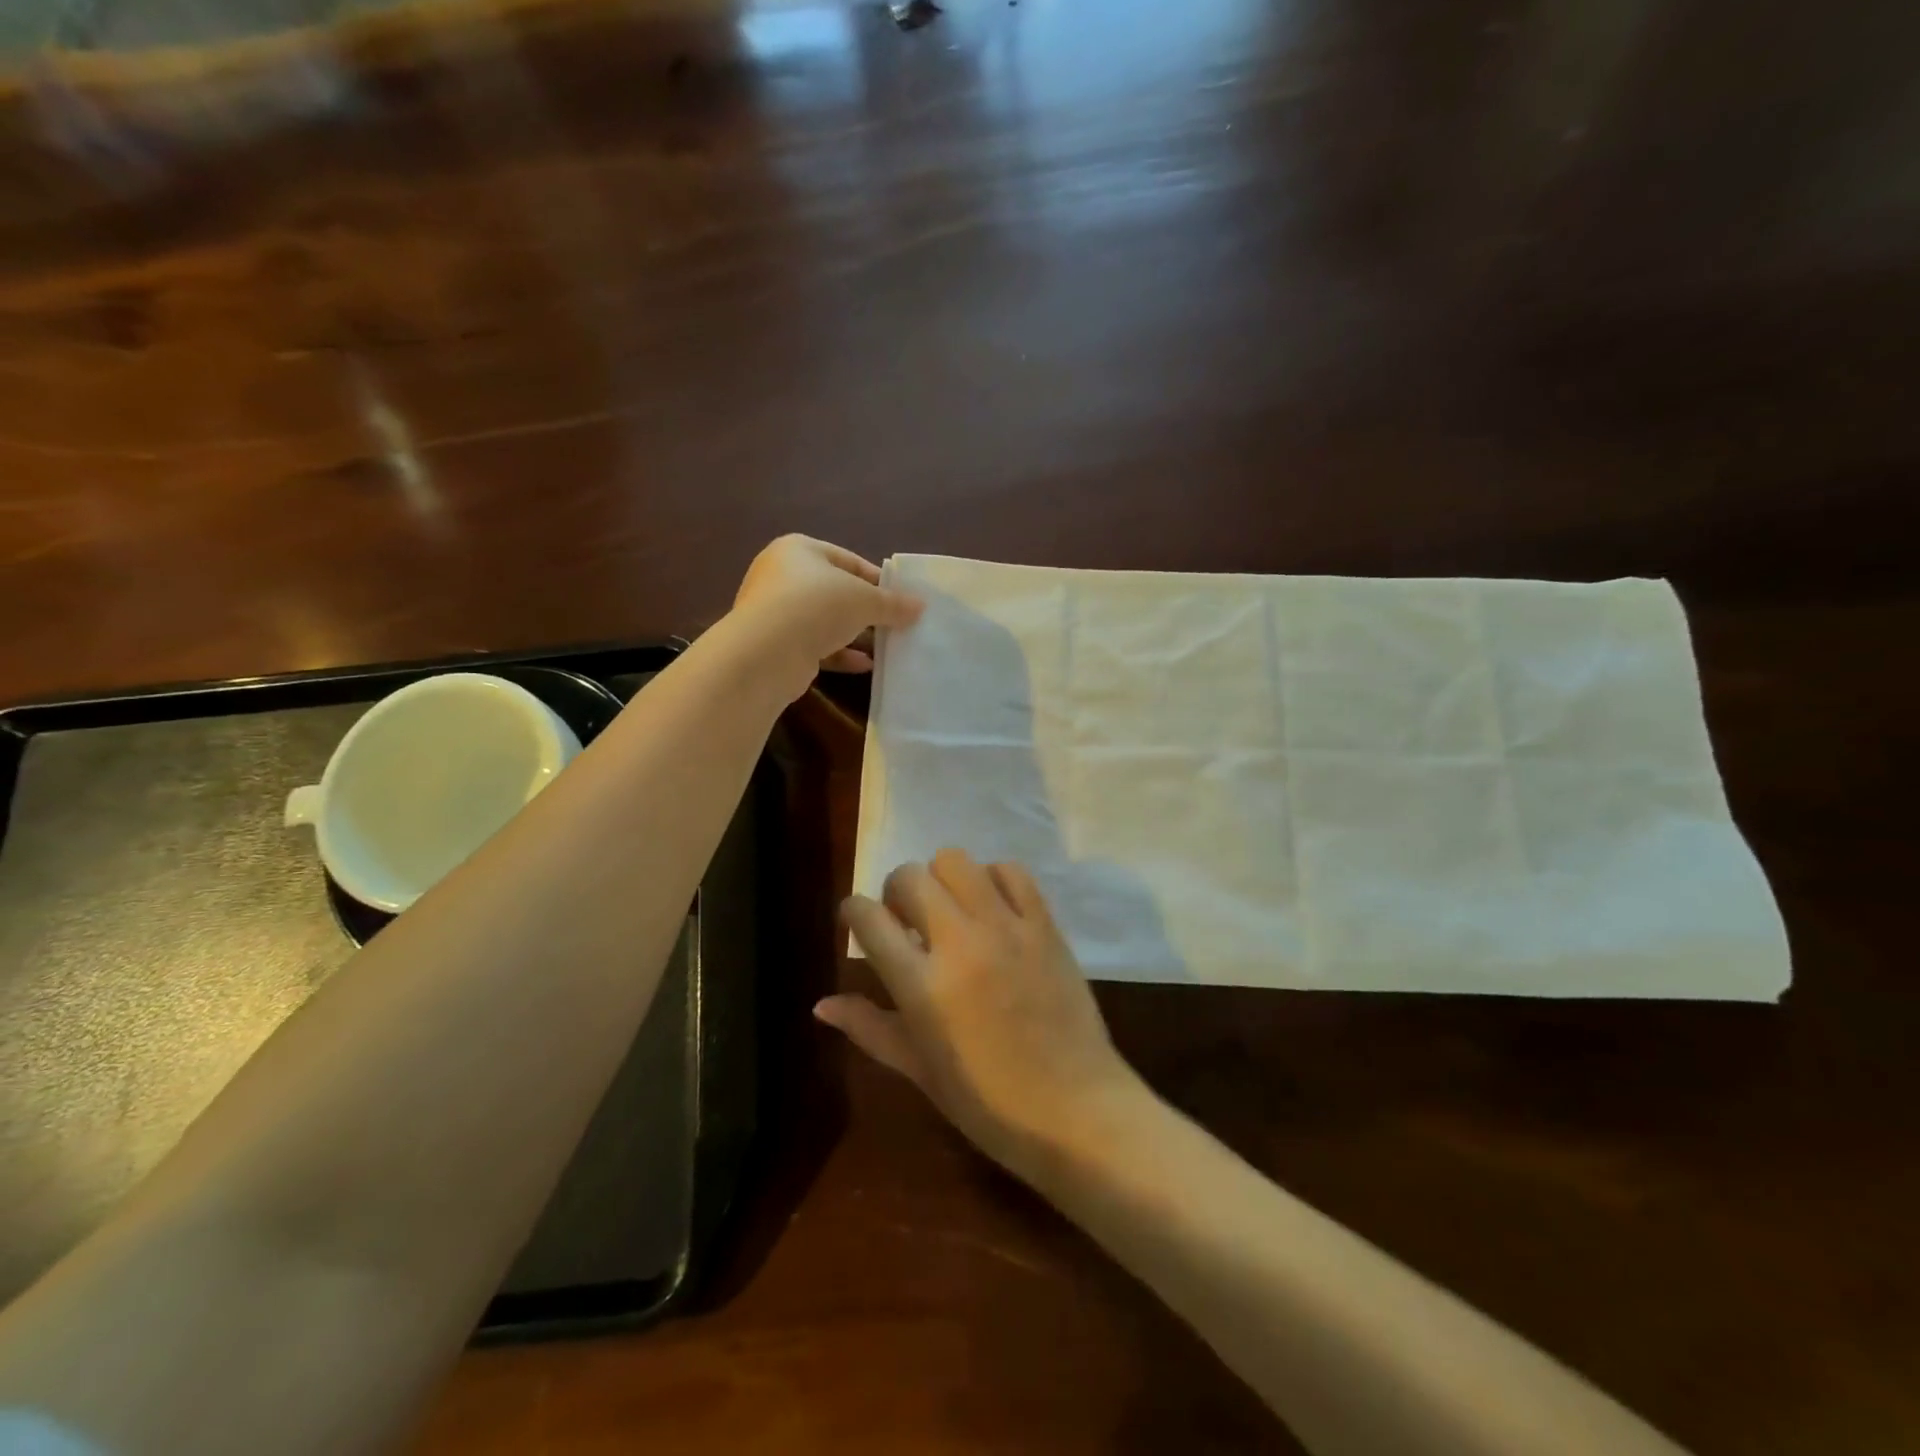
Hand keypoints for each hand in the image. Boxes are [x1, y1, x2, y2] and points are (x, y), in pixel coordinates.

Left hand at [731, 535, 922, 700]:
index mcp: (798, 550)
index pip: (847, 560)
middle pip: (834, 591)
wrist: (767, 652)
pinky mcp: (774, 644)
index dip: (876, 579)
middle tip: (894, 623)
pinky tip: (866, 665)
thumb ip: (893, 603)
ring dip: (854, 634)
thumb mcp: (865, 600)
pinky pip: (814, 645)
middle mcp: (781, 575)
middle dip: (865, 609)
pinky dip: (840, 654)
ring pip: (824, 620)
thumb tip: (920, 606)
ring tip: (885, 646)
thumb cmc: (817, 606)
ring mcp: (774, 612)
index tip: (900, 598)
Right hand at [824, 851, 1140, 1178]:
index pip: (869, 918)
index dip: (852, 911)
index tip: (855, 920)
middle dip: (895, 892)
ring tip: (950, 910)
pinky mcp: (1045, 924)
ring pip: (957, 861)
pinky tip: (992, 908)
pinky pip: (1011, 871)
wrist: (1076, 1110)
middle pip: (910, 876)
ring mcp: (1007, 927)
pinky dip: (992, 879)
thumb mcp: (920, 1071)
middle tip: (905, 921)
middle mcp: (960, 942)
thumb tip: (822, 1004)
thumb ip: (871, 1028)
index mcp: (923, 985)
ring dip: (941, 879)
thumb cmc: (989, 1104)